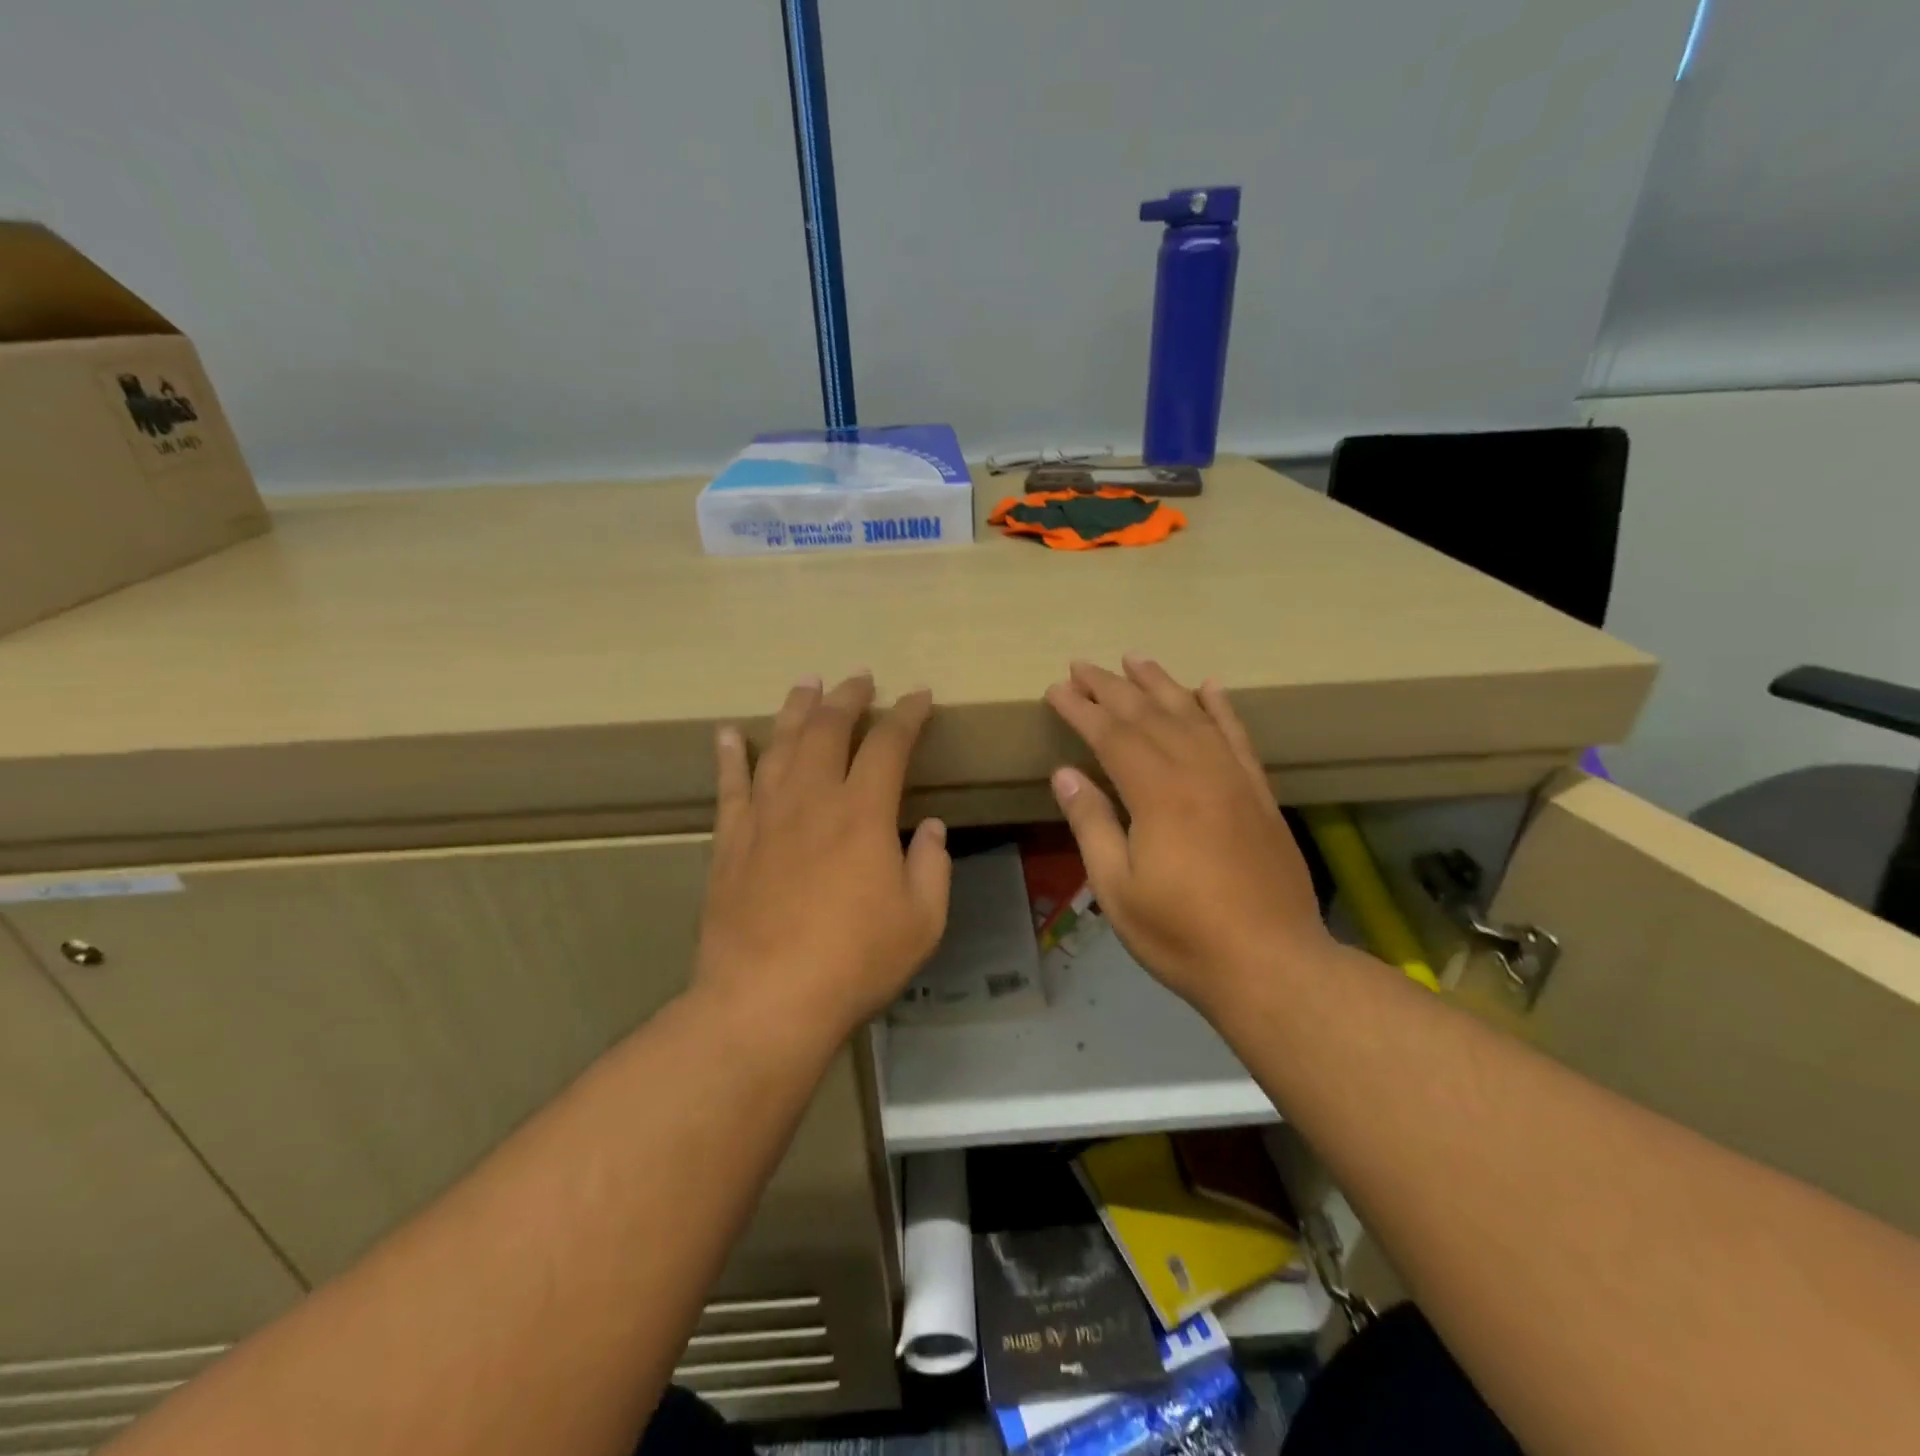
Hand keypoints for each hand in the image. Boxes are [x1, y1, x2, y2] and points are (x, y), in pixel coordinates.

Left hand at [695, 673, 950, 1043]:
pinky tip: (727, 732)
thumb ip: (933, 866)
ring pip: (779, 745)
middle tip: (859, 678)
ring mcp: (765, 816)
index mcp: (864, 813)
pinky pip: (729, 785)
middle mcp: (812, 799)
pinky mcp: (730, 841)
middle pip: (828, 729)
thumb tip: (931, 828)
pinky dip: (729, 755)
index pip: (889, 744)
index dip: (907, 714)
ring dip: (795, 709)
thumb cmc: (855, 961)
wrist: (766, 1000)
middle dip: (848, 697)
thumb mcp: (922, 920)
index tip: (919, 696)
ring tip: (806, 684)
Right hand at [1045, 656, 1332, 1012]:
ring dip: (1161, 683)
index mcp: (1157, 795)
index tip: (1055, 689)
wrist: (1273, 964)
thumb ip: (1091, 824)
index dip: (1080, 709)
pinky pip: (1238, 737)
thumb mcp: (1117, 889)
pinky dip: (1221, 708)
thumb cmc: (1182, 934)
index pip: (1111, 735)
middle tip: (1081, 665)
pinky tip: (1209, 686)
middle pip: (1148, 715)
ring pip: (1192, 715)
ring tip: (1135, 658)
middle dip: (1110, 687)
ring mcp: (1234, 779)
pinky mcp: (1260, 794)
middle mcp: (1197, 772)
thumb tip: (1065, 773)